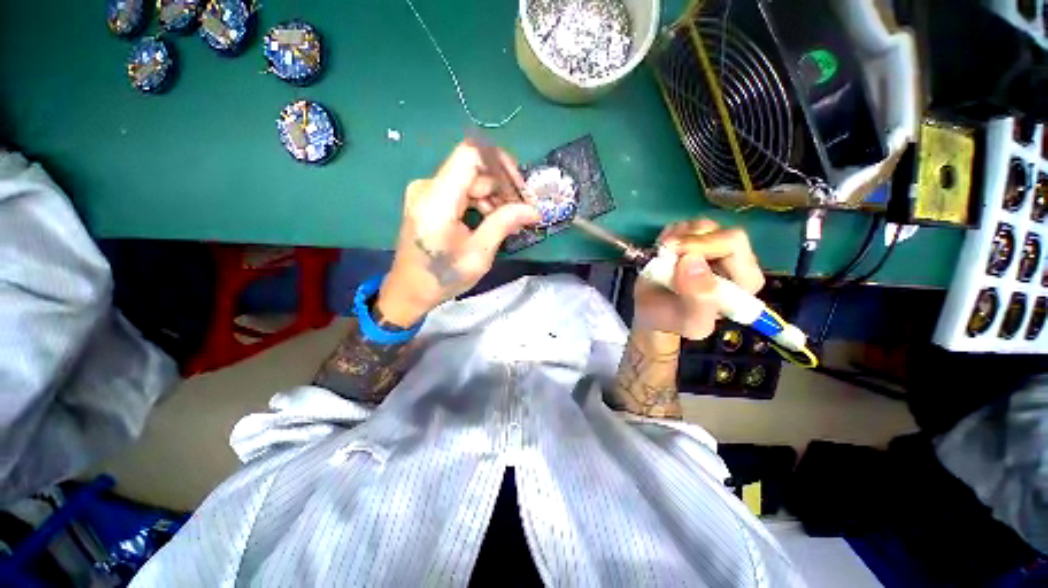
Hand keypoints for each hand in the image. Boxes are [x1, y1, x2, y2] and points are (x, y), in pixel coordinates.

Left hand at [377, 142, 540, 325]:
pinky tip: (491, 220)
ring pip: (469, 180)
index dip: (500, 163)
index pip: (470, 155)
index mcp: (437, 201)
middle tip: (522, 212)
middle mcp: (428, 187)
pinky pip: (460, 190)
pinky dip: (480, 202)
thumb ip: (504, 224)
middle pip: (473, 170)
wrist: (410, 290)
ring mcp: (426, 192)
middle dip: (502, 187)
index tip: (520, 188)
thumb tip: (533, 210)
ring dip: (493, 197)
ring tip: (508, 221)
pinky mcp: (428, 200)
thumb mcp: (478, 255)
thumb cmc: (443, 277)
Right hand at [632, 219, 764, 339]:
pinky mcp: (697, 241)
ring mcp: (716, 247)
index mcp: (745, 281)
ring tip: (663, 256)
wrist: (652, 313)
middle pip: (719, 231)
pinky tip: (663, 252)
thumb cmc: (671, 319)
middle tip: (664, 252)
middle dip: (687, 240)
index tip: (676, 258)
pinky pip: (685, 225)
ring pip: (702, 226)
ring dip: (676, 238)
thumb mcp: (688, 321)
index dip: (702, 246)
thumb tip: (692, 260)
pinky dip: (669, 235)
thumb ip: (697, 299)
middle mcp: (736, 260)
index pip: (733, 244)